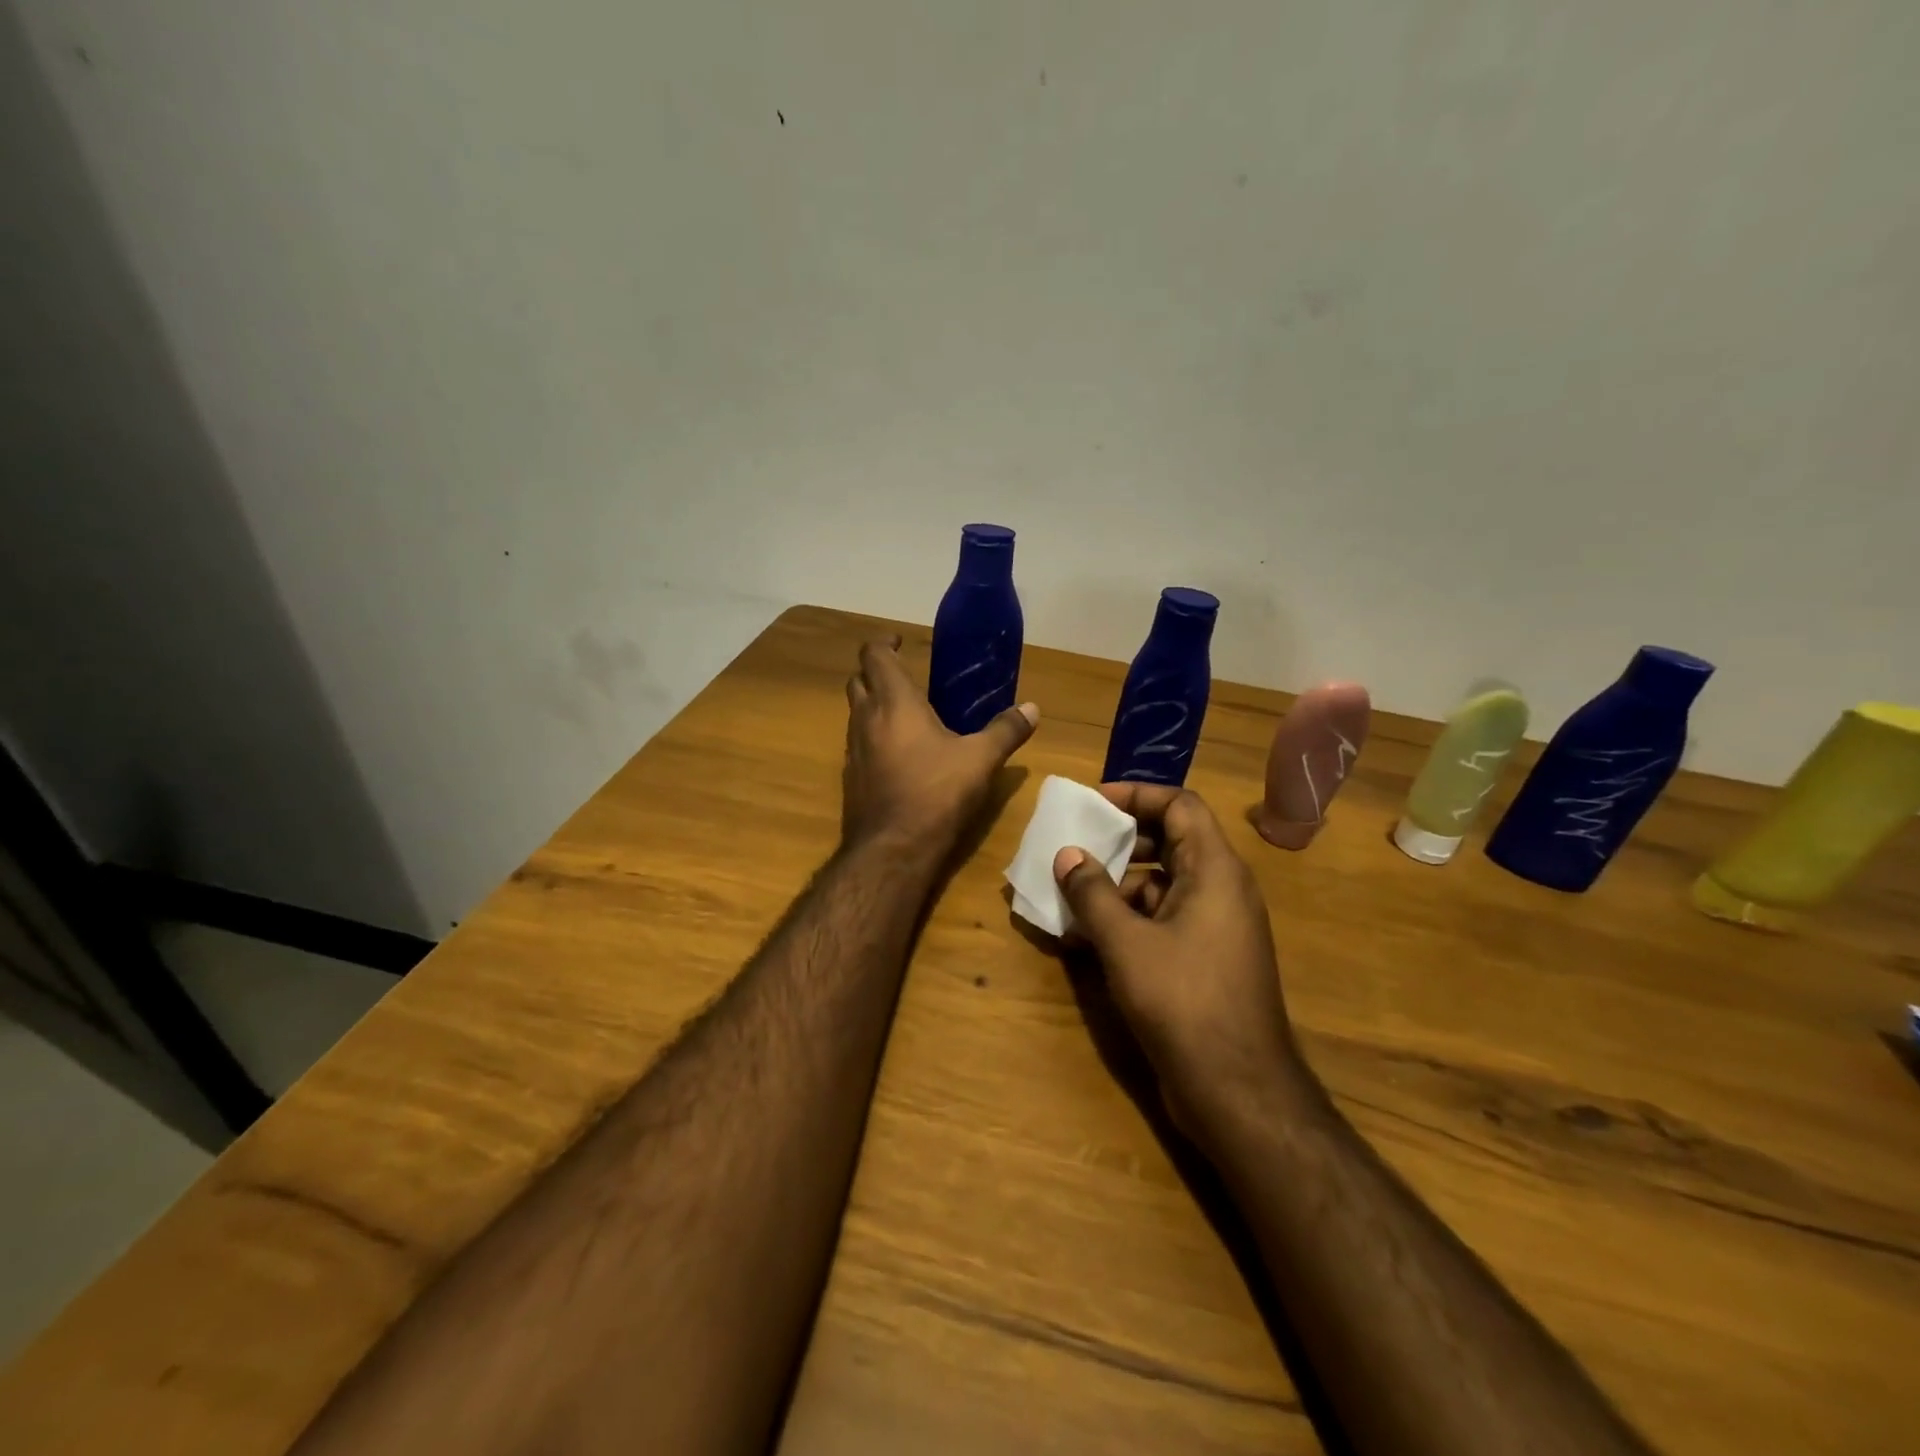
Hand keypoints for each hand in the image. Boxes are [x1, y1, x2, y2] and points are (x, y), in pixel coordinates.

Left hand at [842, 636, 1037, 855]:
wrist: (892, 849)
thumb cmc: (936, 793)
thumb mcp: (980, 760)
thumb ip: (1005, 730)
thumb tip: (1032, 708)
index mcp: (894, 702)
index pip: (874, 655)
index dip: (883, 643)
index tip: (900, 641)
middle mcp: (866, 719)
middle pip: (858, 681)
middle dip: (876, 672)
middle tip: (904, 675)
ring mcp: (853, 750)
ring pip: (855, 713)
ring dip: (873, 704)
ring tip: (905, 714)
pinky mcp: (851, 777)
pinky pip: (858, 744)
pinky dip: (873, 737)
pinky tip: (898, 755)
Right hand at [1053, 784, 1304, 1144]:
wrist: (1238, 1090)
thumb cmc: (1183, 1001)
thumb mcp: (1126, 942)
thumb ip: (1092, 893)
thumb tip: (1067, 854)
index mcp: (1215, 870)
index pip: (1181, 805)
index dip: (1137, 794)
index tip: (1093, 802)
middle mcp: (1222, 890)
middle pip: (1171, 841)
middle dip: (1121, 841)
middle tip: (1076, 846)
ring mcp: (1216, 927)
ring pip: (1163, 884)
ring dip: (1117, 885)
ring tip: (1070, 896)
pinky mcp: (1205, 960)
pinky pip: (1164, 920)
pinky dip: (1127, 920)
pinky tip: (1085, 940)